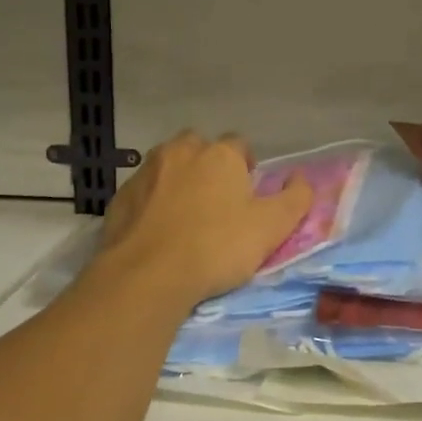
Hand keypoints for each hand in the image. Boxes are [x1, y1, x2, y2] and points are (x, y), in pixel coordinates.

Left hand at [96, 131, 312, 306]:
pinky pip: (143, 192)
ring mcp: (146, 172)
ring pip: (168, 167)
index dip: (247, 167)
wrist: (146, 276)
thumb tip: (301, 177)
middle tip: (217, 203)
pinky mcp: (119, 198)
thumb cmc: (217, 246)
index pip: (240, 144)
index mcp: (220, 154)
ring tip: (185, 218)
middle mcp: (181, 151)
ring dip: (178, 182)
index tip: (247, 195)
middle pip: (199, 148)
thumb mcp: (272, 227)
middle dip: (208, 166)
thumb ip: (295, 198)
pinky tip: (157, 233)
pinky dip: (151, 204)